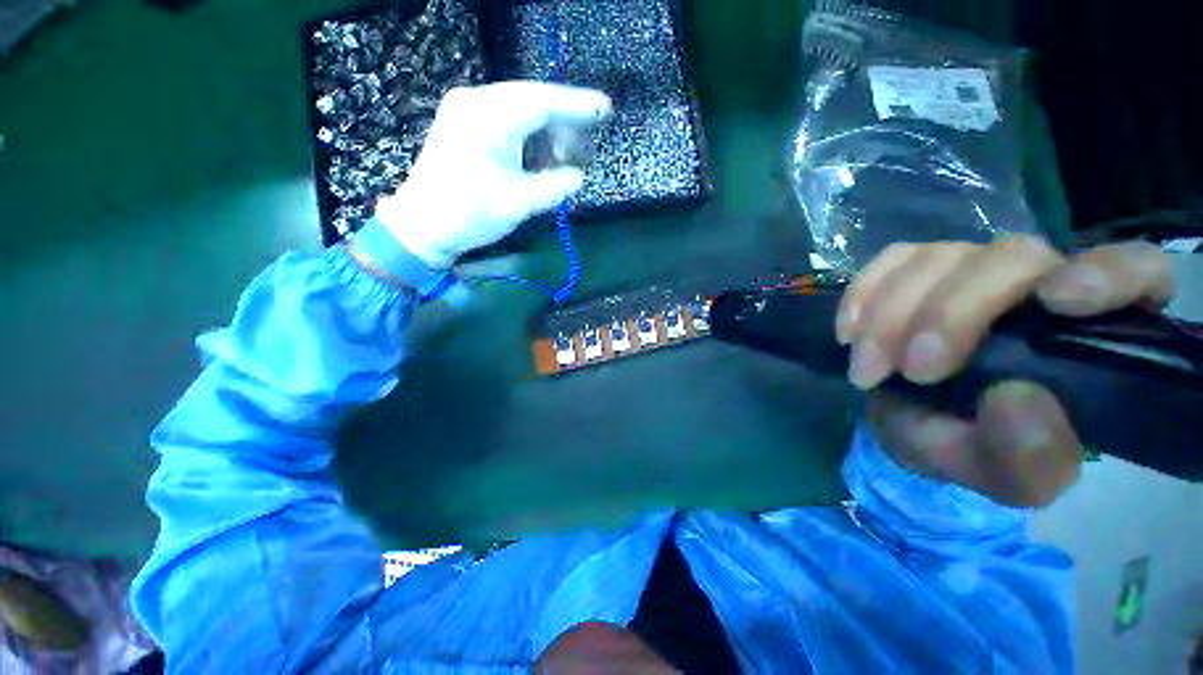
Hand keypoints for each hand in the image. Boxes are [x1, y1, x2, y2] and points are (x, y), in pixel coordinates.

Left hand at [374, 81, 611, 269]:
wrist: (421, 226)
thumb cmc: (468, 214)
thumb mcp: (518, 203)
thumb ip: (554, 186)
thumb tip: (578, 177)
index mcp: (488, 116)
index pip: (542, 101)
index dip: (578, 105)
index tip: (606, 109)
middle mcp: (476, 102)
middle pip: (532, 104)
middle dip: (563, 128)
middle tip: (584, 154)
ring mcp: (467, 112)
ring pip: (521, 114)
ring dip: (546, 138)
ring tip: (564, 164)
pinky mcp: (465, 128)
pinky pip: (507, 125)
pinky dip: (529, 143)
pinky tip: (540, 163)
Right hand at [839, 237, 1174, 505]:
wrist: (910, 423)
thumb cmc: (972, 446)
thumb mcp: (1003, 475)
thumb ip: (1026, 460)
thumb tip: (1017, 400)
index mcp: (1091, 335)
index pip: (1136, 271)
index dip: (1106, 272)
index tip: (1055, 301)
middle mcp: (1040, 285)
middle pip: (1010, 258)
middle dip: (947, 315)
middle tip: (909, 372)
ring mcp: (974, 269)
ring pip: (939, 257)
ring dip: (889, 316)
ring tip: (866, 369)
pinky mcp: (918, 269)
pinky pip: (890, 260)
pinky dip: (862, 295)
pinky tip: (848, 333)